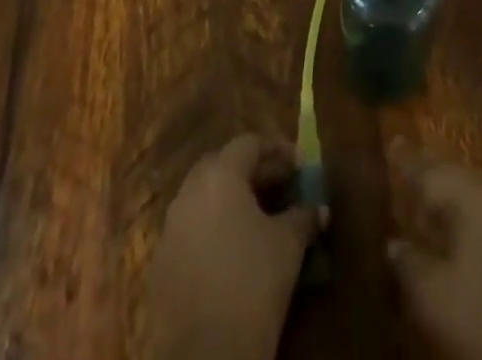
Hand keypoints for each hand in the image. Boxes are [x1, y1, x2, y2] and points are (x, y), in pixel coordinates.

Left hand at [146, 133, 323, 359]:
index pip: (249, 143)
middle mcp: (189, 193)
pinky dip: (213, 230)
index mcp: (219, 176)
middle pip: (222, 165)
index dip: (278, 150)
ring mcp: (170, 230)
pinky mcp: (161, 267)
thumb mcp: (288, 245)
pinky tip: (234, 253)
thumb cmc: (252, 283)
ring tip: (260, 220)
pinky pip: (191, 231)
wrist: (205, 358)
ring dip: (231, 201)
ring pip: (204, 199)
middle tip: (280, 187)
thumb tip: (320, 209)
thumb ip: (304, 217)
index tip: (300, 165)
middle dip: (252, 171)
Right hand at [387, 138, 481, 359]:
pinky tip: (448, 230)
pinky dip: (464, 215)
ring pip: (473, 195)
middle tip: (403, 163)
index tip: (394, 140)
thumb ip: (408, 261)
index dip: (410, 161)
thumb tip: (395, 243)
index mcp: (480, 200)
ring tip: (420, 199)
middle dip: (430, 174)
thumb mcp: (431, 296)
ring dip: (447, 196)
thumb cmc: (479, 324)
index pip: (436, 173)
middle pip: (458, 177)